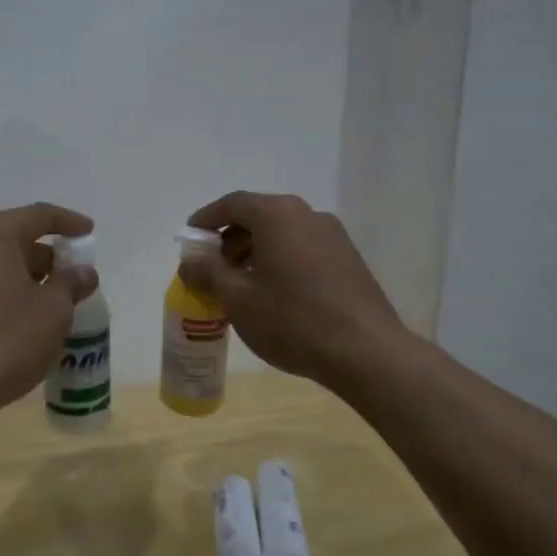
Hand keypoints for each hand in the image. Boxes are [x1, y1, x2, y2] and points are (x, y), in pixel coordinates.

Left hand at [0, 204, 98, 417]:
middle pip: (12, 239)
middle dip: (44, 257)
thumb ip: (71, 284)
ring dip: (20, 277)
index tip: (89, 233)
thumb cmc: (5, 339)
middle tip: (70, 278)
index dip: (68, 222)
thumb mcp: (53, 311)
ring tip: (46, 303)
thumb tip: (82, 272)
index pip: (39, 215)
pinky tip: (14, 321)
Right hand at [179, 192, 407, 391]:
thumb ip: (208, 273)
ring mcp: (333, 236)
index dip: (207, 219)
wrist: (366, 352)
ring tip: (240, 284)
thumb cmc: (292, 320)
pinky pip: (303, 248)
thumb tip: (190, 260)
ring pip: (283, 233)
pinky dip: (280, 260)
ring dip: (255, 251)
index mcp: (277, 215)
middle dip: (230, 238)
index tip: (191, 238)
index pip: (233, 203)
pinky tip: (274, 294)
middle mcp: (307, 215)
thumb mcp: (237, 299)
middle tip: (212, 267)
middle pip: (259, 215)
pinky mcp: (349, 259)